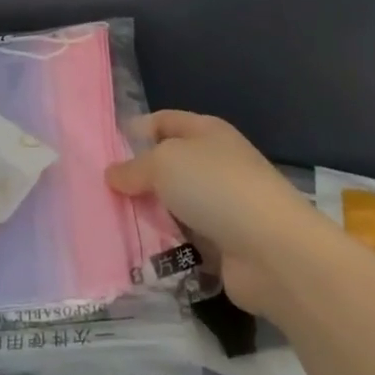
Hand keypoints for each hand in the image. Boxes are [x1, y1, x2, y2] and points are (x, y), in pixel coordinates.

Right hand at [107, 111, 321, 317]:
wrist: (272, 250)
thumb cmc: (216, 187)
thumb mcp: (164, 163)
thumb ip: (134, 167)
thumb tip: (113, 174)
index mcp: (207, 132)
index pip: (165, 121)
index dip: (137, 130)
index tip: (105, 150)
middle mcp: (216, 164)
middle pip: (168, 166)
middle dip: (138, 179)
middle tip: (102, 193)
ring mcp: (222, 206)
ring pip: (174, 206)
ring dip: (149, 216)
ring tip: (112, 225)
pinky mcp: (224, 245)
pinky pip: (184, 241)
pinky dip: (165, 247)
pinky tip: (137, 254)